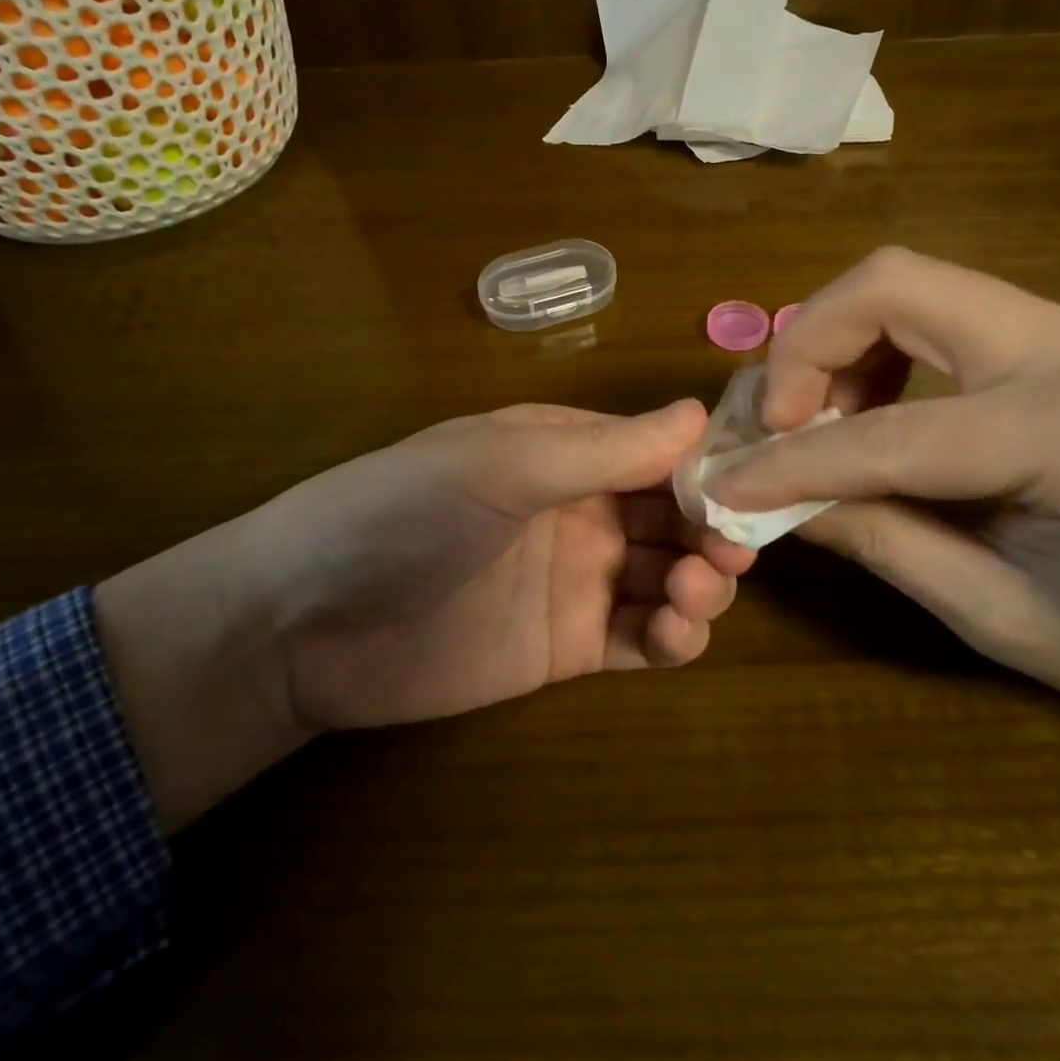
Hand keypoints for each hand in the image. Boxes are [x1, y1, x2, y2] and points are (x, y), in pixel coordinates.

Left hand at [96, 399, 753, 828]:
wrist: (308, 621)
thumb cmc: (404, 512)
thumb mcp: (503, 464)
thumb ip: (603, 448)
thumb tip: (700, 413)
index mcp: (566, 452)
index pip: (659, 452)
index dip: (707, 468)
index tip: (752, 487)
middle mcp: (580, 509)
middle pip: (672, 516)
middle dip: (710, 530)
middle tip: (730, 553)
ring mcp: (576, 580)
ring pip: (666, 576)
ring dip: (699, 584)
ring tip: (693, 594)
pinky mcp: (566, 647)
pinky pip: (639, 638)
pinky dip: (672, 637)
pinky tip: (674, 632)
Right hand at [712, 247, 1059, 735]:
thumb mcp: (1006, 619)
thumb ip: (884, 542)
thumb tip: (776, 501)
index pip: (890, 433)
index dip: (791, 461)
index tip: (724, 485)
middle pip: (890, 283)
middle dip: (804, 345)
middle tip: (774, 421)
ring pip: (901, 282)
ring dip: (832, 341)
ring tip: (814, 421)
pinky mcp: (1046, 334)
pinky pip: (925, 308)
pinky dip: (869, 348)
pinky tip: (864, 410)